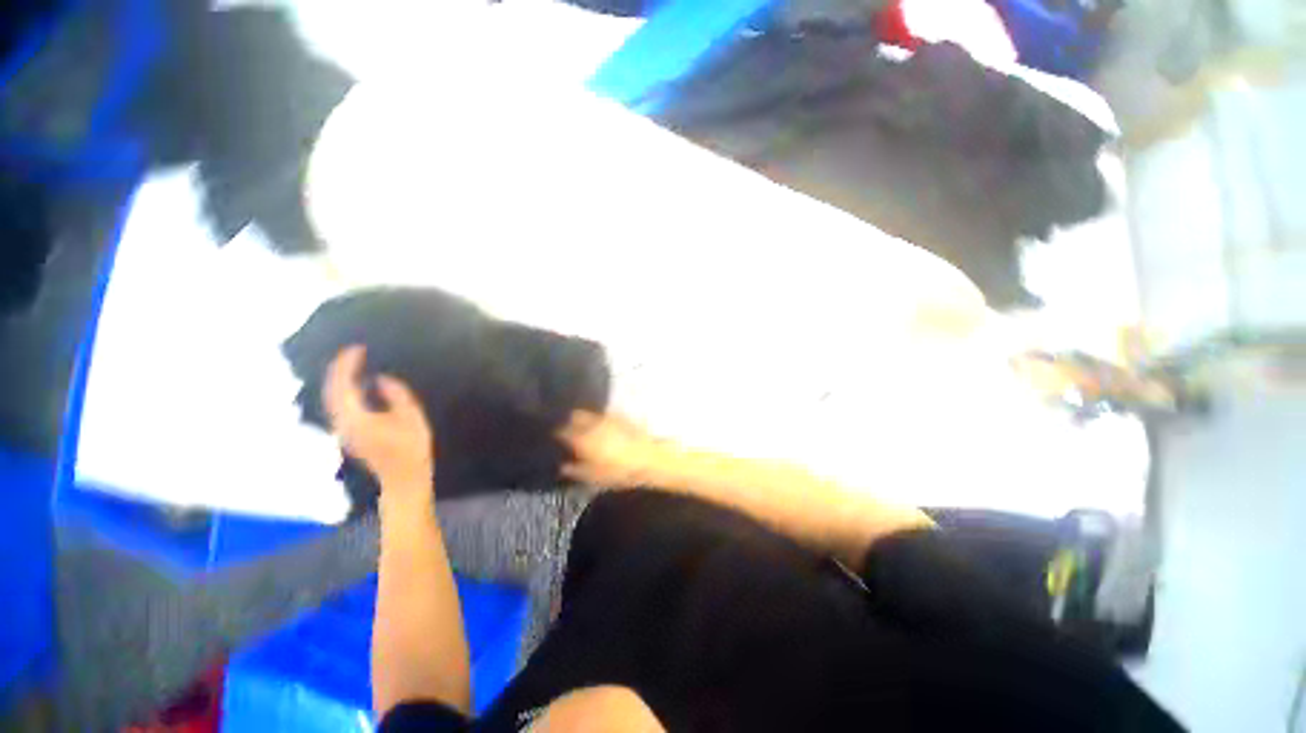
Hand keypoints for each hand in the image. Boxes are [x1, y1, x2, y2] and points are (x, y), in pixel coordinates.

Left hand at [324, 345, 433, 492]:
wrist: (403, 478)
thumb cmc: (412, 448)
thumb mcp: (411, 416)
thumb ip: (396, 394)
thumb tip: (379, 379)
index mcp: (356, 418)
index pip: (342, 385)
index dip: (347, 364)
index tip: (358, 349)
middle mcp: (342, 423)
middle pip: (331, 391)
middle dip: (340, 369)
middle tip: (354, 352)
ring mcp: (343, 431)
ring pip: (333, 399)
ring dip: (341, 380)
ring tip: (355, 365)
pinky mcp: (349, 434)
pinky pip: (340, 406)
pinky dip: (345, 392)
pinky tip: (360, 386)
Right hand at [557, 411, 672, 488]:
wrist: (650, 460)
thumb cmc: (620, 472)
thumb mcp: (595, 477)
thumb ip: (576, 470)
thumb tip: (563, 467)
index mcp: (583, 439)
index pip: (563, 431)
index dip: (558, 434)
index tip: (555, 437)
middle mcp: (594, 424)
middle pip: (575, 416)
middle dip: (570, 421)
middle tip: (567, 428)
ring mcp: (608, 418)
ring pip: (590, 413)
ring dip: (584, 418)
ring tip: (583, 427)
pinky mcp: (622, 416)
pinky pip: (604, 414)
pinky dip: (599, 418)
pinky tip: (601, 425)